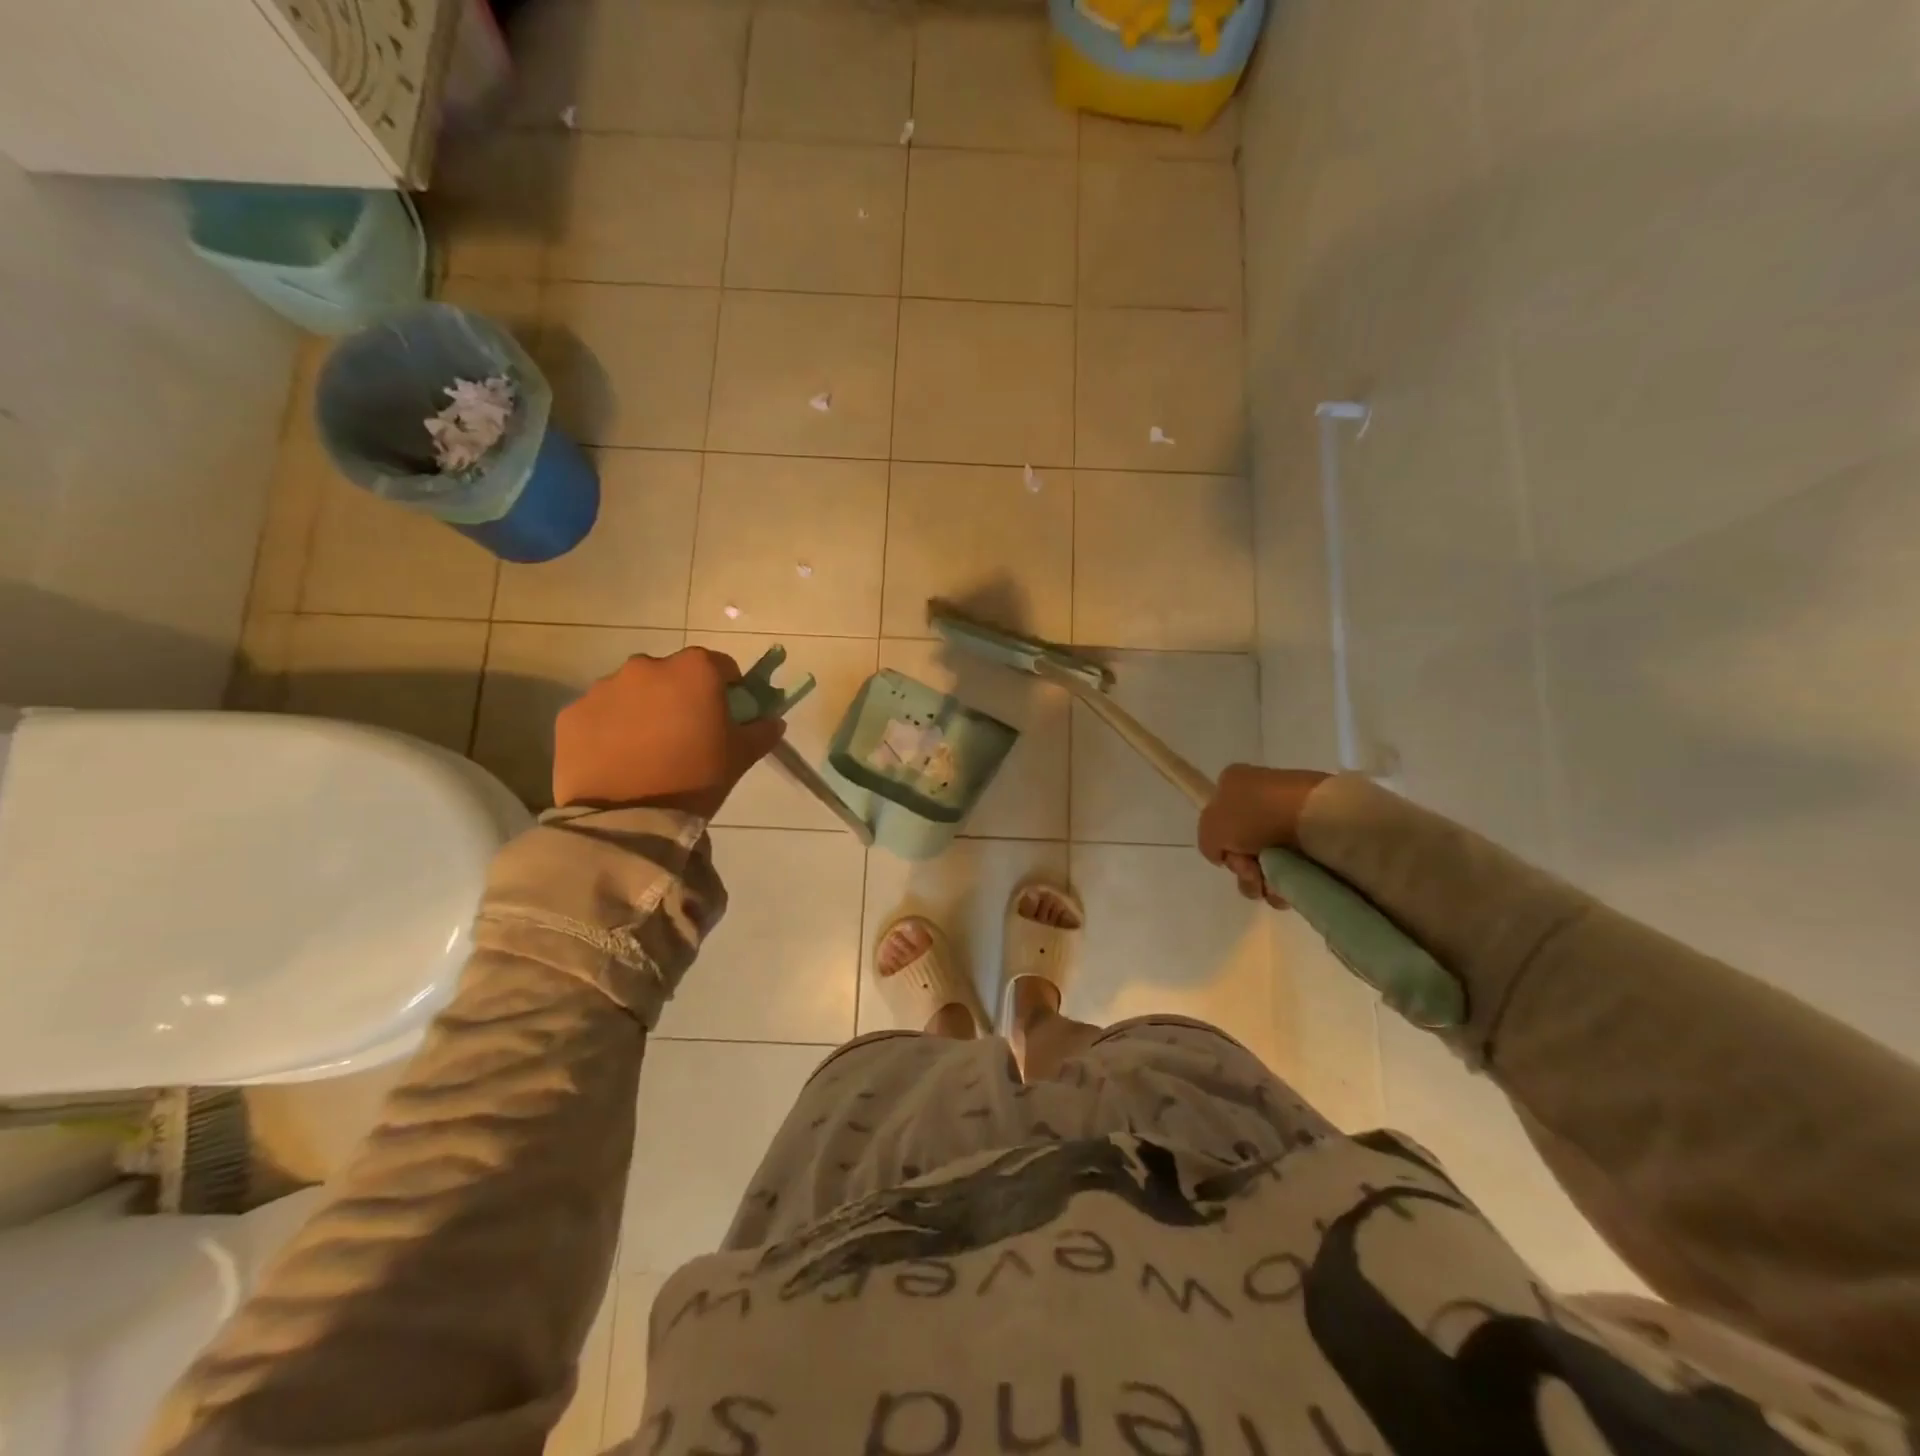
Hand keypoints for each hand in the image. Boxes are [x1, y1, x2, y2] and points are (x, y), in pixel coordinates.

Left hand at [552, 648, 785, 815]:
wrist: (626, 818)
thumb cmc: (695, 779)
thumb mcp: (740, 757)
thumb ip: (762, 731)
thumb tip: (773, 721)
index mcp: (694, 670)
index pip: (720, 665)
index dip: (726, 688)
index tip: (725, 714)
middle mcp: (646, 666)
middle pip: (671, 674)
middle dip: (679, 696)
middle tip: (684, 734)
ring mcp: (603, 688)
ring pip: (631, 692)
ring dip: (642, 710)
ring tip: (645, 751)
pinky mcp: (571, 714)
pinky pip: (599, 714)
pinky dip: (609, 728)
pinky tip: (616, 759)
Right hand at [1197, 765, 1331, 906]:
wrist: (1316, 817)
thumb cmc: (1256, 815)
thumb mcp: (1211, 827)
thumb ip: (1208, 842)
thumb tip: (1226, 854)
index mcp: (1234, 783)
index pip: (1218, 817)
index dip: (1221, 842)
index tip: (1230, 854)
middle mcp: (1262, 796)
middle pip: (1241, 845)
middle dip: (1242, 867)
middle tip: (1251, 871)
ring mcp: (1290, 815)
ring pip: (1266, 861)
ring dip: (1262, 880)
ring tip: (1272, 884)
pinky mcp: (1315, 836)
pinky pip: (1292, 867)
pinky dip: (1286, 882)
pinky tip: (1289, 886)